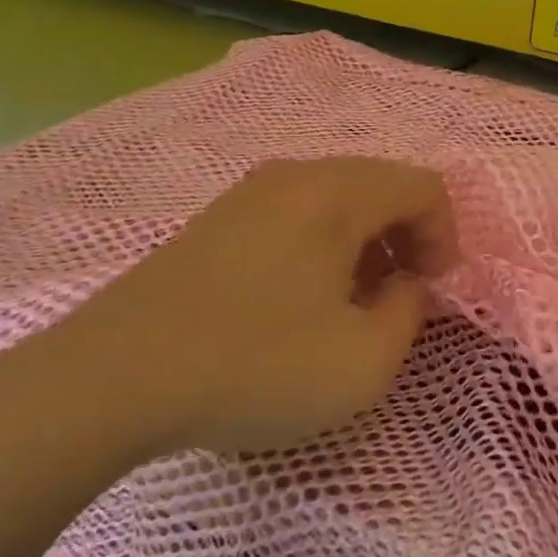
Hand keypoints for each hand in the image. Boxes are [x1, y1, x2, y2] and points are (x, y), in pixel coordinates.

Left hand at [0, 158, 458, 461]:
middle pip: (381, 187)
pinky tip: (301, 304)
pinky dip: (322, 250)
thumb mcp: (364, 361)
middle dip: (408, 241)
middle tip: (400, 300)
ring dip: (365, 247)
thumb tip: (405, 285)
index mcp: (336, 193)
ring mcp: (247, 195)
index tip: (434, 294)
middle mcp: (294, 176)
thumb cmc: (255, 367)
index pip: (424, 187)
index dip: (446, 238)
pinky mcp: (214, 222)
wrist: (111, 380)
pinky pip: (295, 218)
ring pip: (336, 202)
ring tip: (353, 306)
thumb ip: (409, 313)